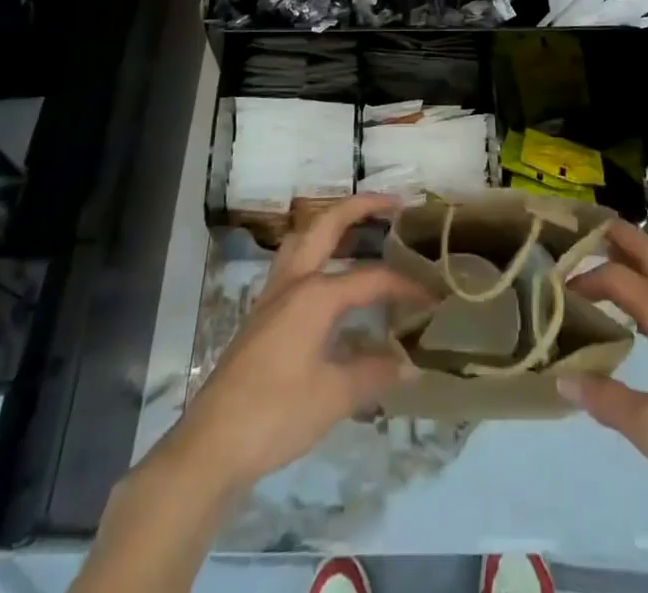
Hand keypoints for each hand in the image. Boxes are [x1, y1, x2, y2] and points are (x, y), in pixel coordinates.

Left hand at [164, 194, 430, 495]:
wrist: (213, 443)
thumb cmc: (276, 414)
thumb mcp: (333, 397)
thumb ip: (374, 373)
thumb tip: (411, 365)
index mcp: (315, 294)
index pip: (372, 278)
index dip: (406, 286)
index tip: (434, 295)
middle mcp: (294, 281)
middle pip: (327, 224)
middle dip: (361, 206)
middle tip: (394, 203)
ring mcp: (274, 294)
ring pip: (304, 237)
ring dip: (332, 223)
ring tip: (360, 227)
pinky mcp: (263, 313)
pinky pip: (294, 263)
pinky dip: (316, 252)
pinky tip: (331, 276)